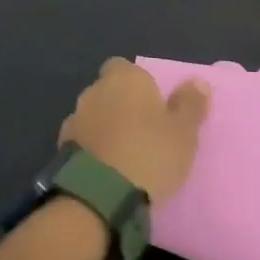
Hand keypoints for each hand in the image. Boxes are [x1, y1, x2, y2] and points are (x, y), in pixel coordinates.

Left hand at [59, 58, 208, 202]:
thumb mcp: (183, 132)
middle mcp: (95, 89)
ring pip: (94, 114)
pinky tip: (106, 168)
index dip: (137, 83)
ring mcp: (75, 116)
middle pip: (108, 90)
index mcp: (125, 78)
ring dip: (105, 126)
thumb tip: (197, 81)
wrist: (100, 192)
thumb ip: (190, 104)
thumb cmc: (150, 154)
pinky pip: (83, 139)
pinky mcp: (62, 144)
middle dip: (121, 105)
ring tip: (125, 153)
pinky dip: (93, 147)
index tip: (152, 104)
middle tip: (143, 131)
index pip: (125, 67)